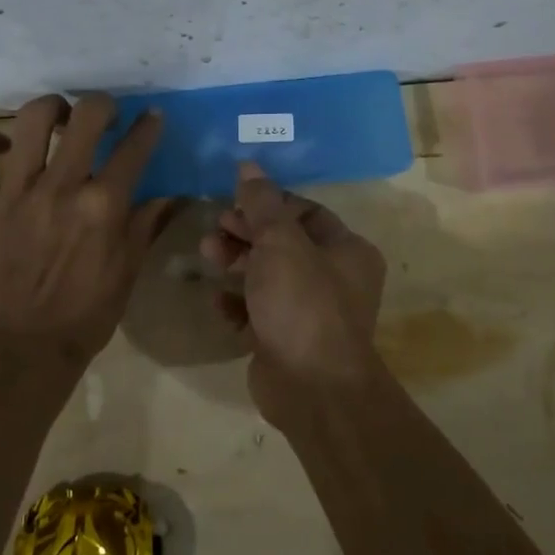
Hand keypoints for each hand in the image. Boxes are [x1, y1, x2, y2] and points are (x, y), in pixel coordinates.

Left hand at [0, 93, 175, 366]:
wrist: (22, 349)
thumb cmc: (85, 314)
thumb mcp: (127, 270)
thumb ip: (146, 224)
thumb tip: (173, 195)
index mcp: (103, 206)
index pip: (134, 148)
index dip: (148, 126)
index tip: (150, 117)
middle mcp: (61, 188)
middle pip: (86, 117)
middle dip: (103, 104)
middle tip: (103, 114)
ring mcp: (15, 193)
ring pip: (29, 121)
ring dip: (50, 108)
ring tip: (55, 116)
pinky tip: (4, 147)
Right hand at [200, 163, 388, 420]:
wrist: (311, 388)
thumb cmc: (302, 304)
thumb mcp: (280, 243)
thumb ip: (262, 204)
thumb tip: (249, 166)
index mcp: (347, 250)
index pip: (305, 212)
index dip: (268, 204)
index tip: (234, 202)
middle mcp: (335, 278)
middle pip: (283, 243)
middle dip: (246, 234)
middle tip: (214, 230)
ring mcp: (311, 312)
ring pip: (268, 276)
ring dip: (236, 264)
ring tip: (208, 256)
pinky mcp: (286, 339)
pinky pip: (258, 311)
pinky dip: (238, 304)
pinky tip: (218, 302)